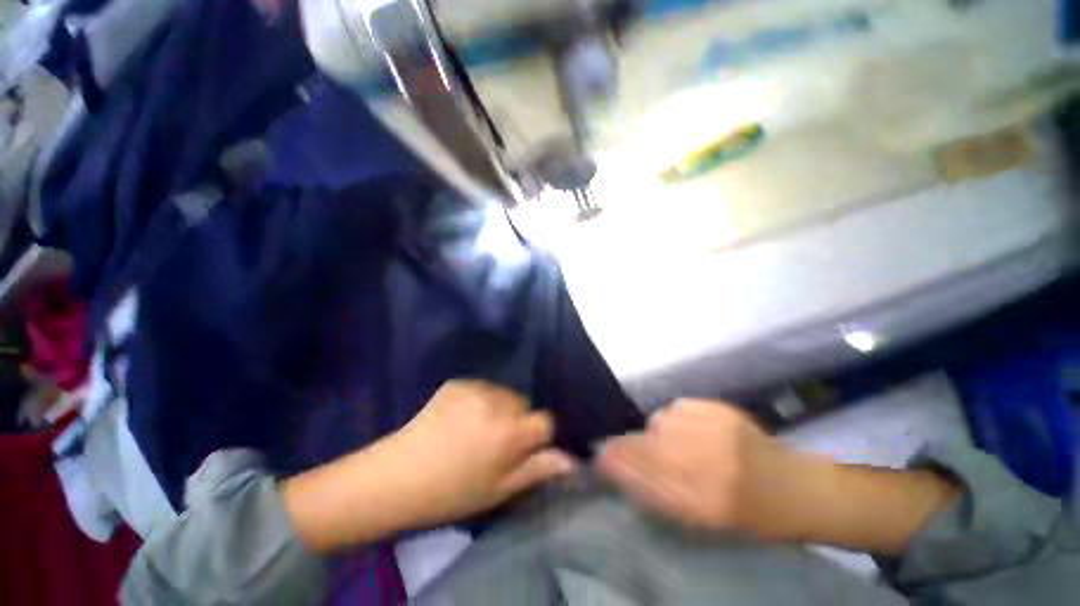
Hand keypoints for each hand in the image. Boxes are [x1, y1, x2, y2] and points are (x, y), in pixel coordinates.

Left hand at [386, 380, 576, 526]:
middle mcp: (498, 403)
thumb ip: (537, 469)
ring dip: (498, 408)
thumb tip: (572, 460)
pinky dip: (478, 400)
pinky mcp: (458, 382)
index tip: (522, 447)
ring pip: (503, 394)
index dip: (537, 434)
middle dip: (516, 420)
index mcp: (511, 433)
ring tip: (474, 429)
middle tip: (494, 442)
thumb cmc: (452, 491)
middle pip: (523, 404)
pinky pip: (481, 388)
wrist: (398, 476)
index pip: (545, 421)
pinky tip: (458, 417)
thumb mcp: (499, 489)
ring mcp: (476, 388)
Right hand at [598, 399, 959, 554]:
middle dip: (630, 444)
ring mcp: (716, 432)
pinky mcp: (722, 410)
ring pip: (659, 421)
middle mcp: (708, 464)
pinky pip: (677, 406)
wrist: (794, 489)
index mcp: (703, 503)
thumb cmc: (746, 516)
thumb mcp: (699, 521)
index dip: (616, 462)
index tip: (600, 455)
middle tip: (628, 448)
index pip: (642, 474)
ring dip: (656, 431)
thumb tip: (614, 463)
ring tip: (675, 444)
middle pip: (646, 443)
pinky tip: (690, 429)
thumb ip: (653, 491)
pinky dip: (674, 417)